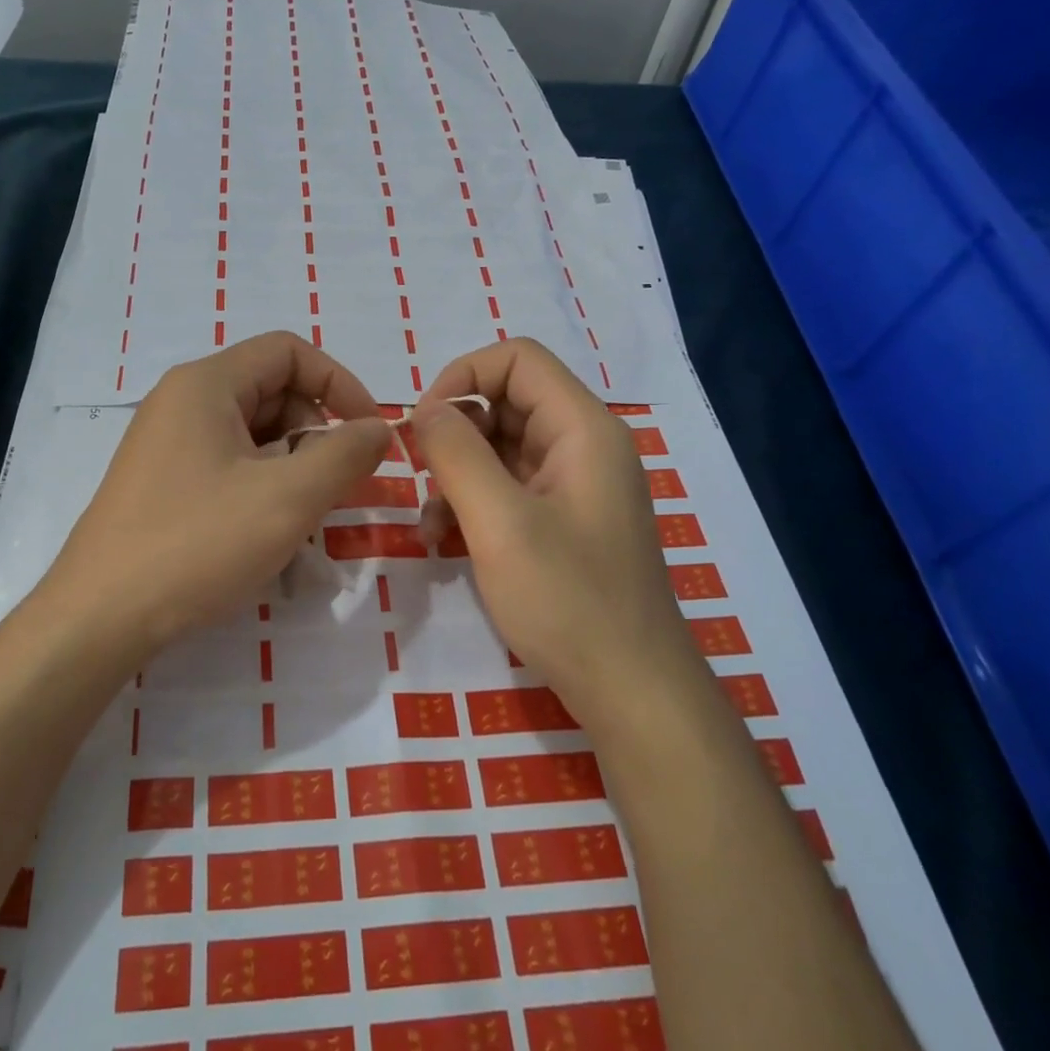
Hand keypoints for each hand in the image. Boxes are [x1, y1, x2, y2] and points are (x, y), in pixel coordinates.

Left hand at [33, 332, 387, 662]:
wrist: (98, 618)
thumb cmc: (197, 544)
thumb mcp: (288, 498)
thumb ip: (345, 454)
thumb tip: (378, 428)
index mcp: (206, 384)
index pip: (289, 351)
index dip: (340, 384)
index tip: (369, 434)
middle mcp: (181, 402)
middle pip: (271, 391)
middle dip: (315, 432)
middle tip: (331, 488)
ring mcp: (166, 444)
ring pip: (252, 434)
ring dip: (290, 466)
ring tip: (299, 519)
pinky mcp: (161, 483)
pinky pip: (227, 466)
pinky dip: (260, 487)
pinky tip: (265, 534)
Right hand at [410, 338, 699, 719]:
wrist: (630, 691)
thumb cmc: (568, 600)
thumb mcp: (499, 522)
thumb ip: (457, 454)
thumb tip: (424, 411)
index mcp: (582, 429)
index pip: (516, 359)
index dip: (462, 377)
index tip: (423, 424)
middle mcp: (581, 445)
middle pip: (504, 402)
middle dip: (454, 434)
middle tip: (420, 476)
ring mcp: (572, 485)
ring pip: (498, 447)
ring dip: (455, 475)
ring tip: (430, 525)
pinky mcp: (560, 520)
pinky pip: (506, 487)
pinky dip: (470, 503)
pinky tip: (443, 542)